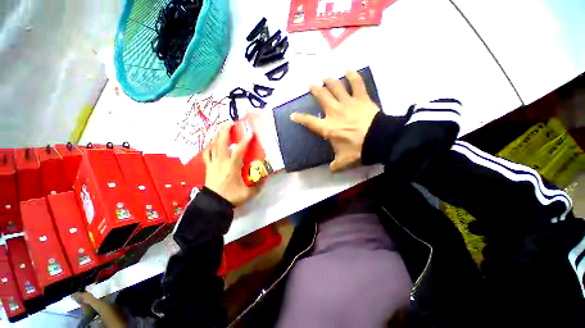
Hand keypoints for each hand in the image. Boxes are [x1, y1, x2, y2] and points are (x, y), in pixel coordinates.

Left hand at [204, 125, 260, 206]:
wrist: (213, 204)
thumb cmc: (231, 197)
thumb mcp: (248, 193)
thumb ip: (258, 186)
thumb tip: (265, 179)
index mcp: (232, 166)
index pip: (239, 150)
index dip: (245, 140)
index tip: (250, 133)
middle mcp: (222, 162)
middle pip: (222, 143)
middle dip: (225, 131)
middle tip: (230, 123)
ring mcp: (213, 163)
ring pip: (213, 146)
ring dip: (217, 136)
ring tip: (221, 129)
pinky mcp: (208, 167)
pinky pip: (207, 154)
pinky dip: (209, 147)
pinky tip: (212, 144)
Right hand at [290, 70, 379, 170]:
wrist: (379, 141)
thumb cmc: (358, 150)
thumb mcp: (343, 162)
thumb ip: (335, 166)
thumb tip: (331, 170)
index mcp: (328, 128)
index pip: (309, 122)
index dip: (300, 118)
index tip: (293, 115)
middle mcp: (335, 112)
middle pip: (321, 97)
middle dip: (315, 90)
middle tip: (311, 85)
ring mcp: (348, 103)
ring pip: (336, 87)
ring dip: (329, 81)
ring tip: (325, 77)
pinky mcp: (362, 99)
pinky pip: (357, 83)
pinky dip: (353, 75)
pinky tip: (348, 69)